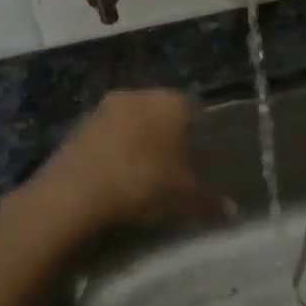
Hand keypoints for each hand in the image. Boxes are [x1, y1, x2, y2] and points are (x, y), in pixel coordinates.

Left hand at [17, 89, 219, 237]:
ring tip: (144, 172)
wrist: (73, 194)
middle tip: (175, 165)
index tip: (201, 156)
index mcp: (170, 102)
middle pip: (161, 112)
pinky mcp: (78, 125)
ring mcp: (104, 107)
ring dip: (138, 140)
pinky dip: (115, 149)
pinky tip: (116, 175)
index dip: (200, 133)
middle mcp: (138, 95)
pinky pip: (108, 134)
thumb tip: (232, 210)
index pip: (194, 110)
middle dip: (168, 135)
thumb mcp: (183, 197)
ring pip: (132, 120)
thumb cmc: (141, 184)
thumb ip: (209, 200)